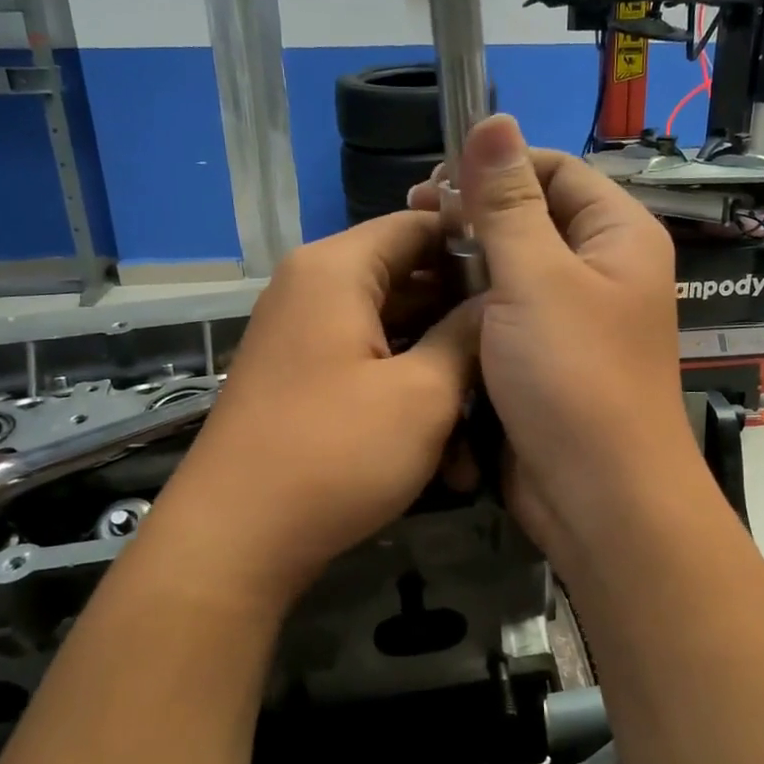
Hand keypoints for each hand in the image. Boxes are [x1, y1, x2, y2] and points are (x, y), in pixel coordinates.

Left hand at [158, 211, 479, 608]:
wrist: (236, 540)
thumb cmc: (336, 453)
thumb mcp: (423, 394)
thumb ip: (467, 336)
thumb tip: (499, 301)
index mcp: (336, 269)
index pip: (420, 223)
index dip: (477, 245)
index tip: (526, 281)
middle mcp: (314, 291)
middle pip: (410, 281)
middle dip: (464, 325)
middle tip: (518, 360)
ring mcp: (306, 340)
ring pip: (396, 336)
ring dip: (442, 379)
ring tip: (485, 434)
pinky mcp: (305, 384)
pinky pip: (370, 371)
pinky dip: (407, 402)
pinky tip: (448, 460)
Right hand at [410, 116, 701, 565]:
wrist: (597, 497)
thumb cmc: (573, 377)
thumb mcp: (535, 278)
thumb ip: (507, 201)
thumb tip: (493, 118)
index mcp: (618, 236)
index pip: (555, 171)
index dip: (496, 168)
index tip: (433, 184)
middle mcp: (601, 271)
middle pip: (531, 220)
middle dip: (474, 219)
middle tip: (413, 225)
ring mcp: (572, 321)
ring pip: (511, 273)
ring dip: (466, 269)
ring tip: (412, 270)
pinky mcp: (545, 362)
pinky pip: (504, 319)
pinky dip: (470, 312)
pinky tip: (427, 313)